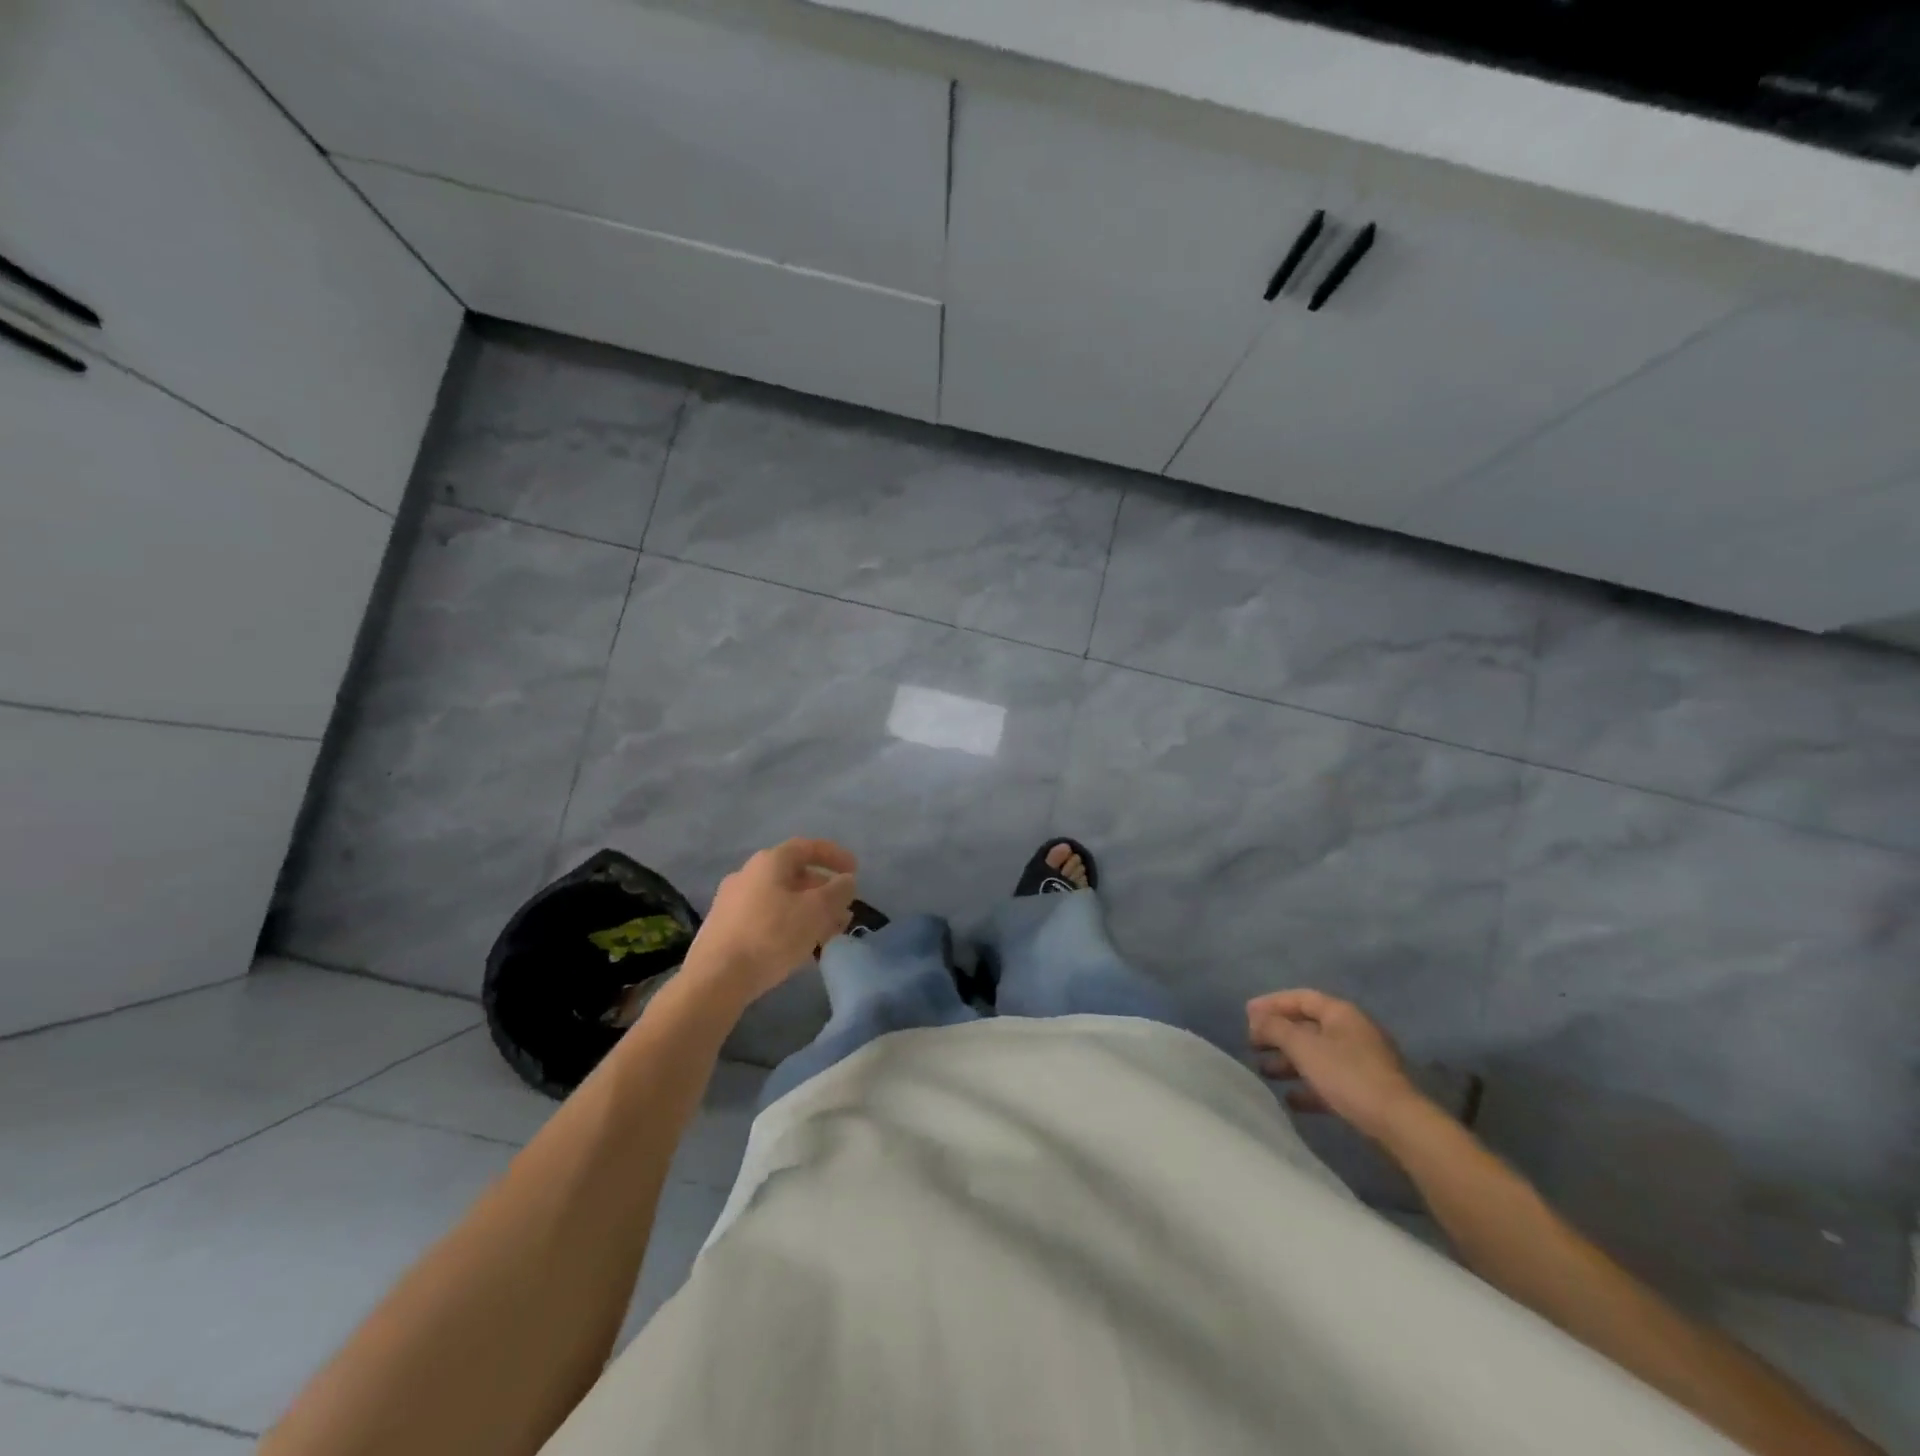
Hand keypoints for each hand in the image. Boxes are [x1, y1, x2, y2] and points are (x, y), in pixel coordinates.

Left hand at [686, 839, 857, 1000]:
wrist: (715, 979)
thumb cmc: (771, 936)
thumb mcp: (816, 911)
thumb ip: (837, 891)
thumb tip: (846, 881)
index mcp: (769, 862)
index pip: (807, 847)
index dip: (834, 855)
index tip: (855, 870)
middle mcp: (747, 874)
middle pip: (794, 875)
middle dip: (823, 891)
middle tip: (843, 910)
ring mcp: (732, 902)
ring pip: (781, 899)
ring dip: (808, 911)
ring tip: (828, 933)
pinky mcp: (724, 928)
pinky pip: (766, 918)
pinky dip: (788, 924)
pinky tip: (799, 947)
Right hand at [1247, 989, 1426, 1141]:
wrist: (1399, 1124)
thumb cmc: (1347, 1075)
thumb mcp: (1304, 1047)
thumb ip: (1275, 1028)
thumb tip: (1255, 1016)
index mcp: (1341, 1013)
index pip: (1301, 998)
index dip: (1272, 1003)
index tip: (1247, 1015)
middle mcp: (1352, 1031)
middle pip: (1307, 1026)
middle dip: (1277, 1034)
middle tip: (1252, 1044)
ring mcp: (1361, 1062)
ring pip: (1316, 1054)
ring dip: (1289, 1061)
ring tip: (1264, 1072)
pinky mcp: (1365, 1090)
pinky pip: (1329, 1081)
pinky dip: (1308, 1086)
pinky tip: (1290, 1099)